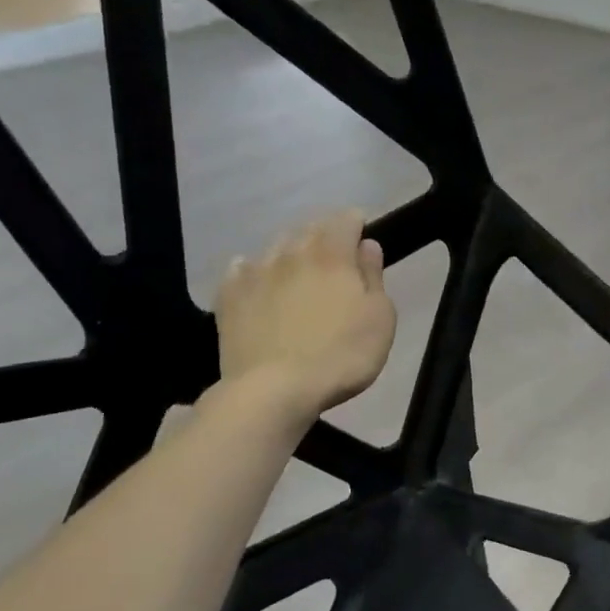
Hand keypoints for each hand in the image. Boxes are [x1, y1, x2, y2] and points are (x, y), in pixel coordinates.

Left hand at [215, 211, 395, 416]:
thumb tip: (367, 246)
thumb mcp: (380, 319)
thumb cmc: (342, 355)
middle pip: (309, 229)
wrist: (275, 390)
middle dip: (325, 236)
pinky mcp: (229, 297)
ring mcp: (255, 273)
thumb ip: (374, 277)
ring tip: (299, 272)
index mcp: (333, 256)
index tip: (363, 238)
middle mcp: (292, 254)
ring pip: (275, 247)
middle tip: (336, 259)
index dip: (357, 224)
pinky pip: (241, 270)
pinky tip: (258, 283)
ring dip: (291, 253)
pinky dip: (253, 270)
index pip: (345, 220)